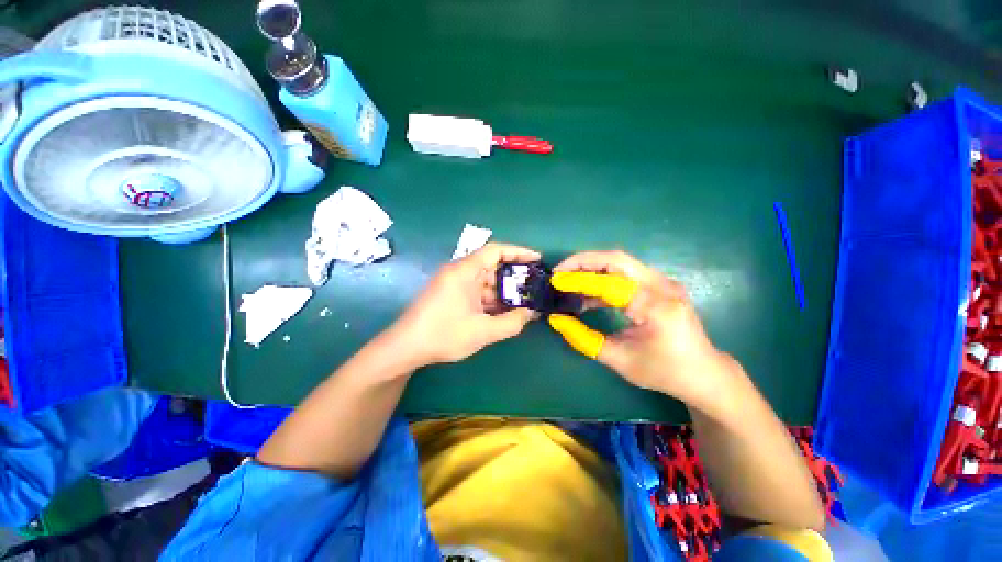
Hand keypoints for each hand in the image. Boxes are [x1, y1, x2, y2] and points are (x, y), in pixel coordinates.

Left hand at [387, 243, 540, 366]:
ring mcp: (454, 283)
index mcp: (464, 271)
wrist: (406, 348)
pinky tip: (503, 311)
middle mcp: (459, 271)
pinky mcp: (451, 294)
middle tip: (534, 286)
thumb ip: (512, 322)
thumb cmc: (443, 335)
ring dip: (503, 291)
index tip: (537, 259)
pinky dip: (491, 298)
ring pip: (485, 280)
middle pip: (492, 265)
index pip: (495, 251)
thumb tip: (531, 313)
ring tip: (523, 302)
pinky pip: (476, 290)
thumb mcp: (483, 331)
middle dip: (514, 276)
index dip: (518, 252)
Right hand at [548, 251, 729, 406]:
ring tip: (568, 281)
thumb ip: (583, 338)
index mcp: (655, 306)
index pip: (609, 283)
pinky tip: (587, 295)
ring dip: (592, 268)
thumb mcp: (619, 360)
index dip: (578, 279)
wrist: (705, 373)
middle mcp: (662, 286)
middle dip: (583, 262)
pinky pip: (626, 275)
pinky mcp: (659, 285)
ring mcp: (663, 282)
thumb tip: (556, 319)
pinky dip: (603, 280)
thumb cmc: (664, 372)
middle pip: (616, 259)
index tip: (555, 281)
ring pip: (620, 263)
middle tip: (560, 271)